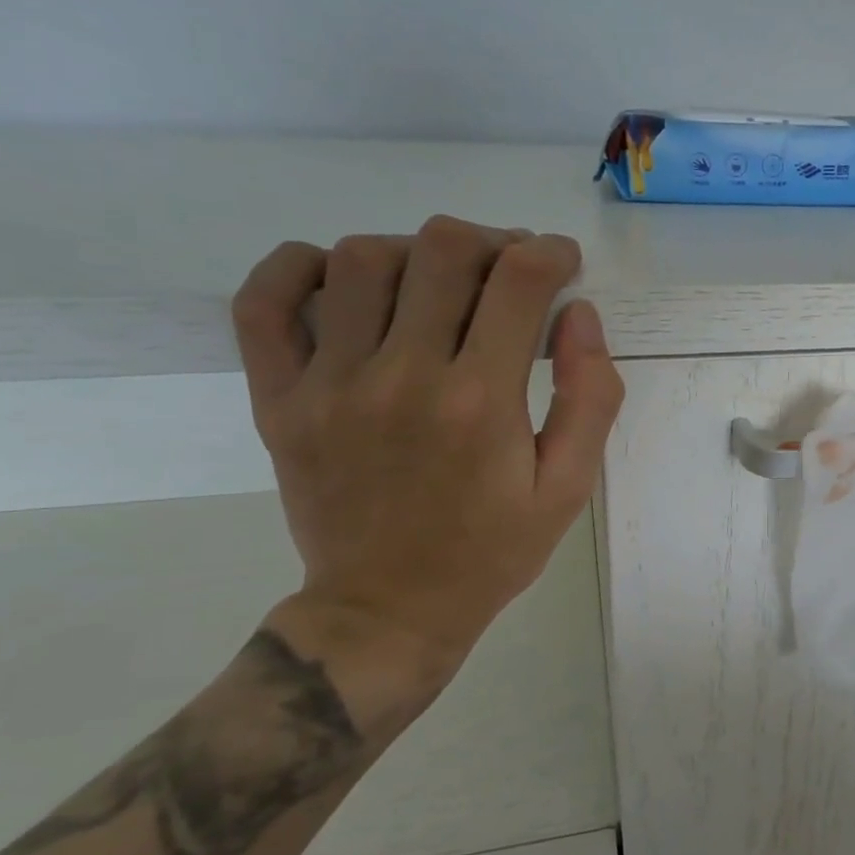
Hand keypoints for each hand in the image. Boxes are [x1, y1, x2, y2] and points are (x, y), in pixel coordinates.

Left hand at [230, 215, 623, 723]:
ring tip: (440, 282)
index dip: (551, 253)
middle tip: (509, 270)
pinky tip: (342, 279)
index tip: (562, 263)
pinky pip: (264, 302)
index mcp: (480, 402)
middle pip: (442, 250)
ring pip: (362, 258)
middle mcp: (402, 376)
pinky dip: (299, 268)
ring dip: (415, 252)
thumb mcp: (567, 488)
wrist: (386, 612)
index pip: (519, 281)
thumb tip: (579, 314)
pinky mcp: (278, 400)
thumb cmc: (491, 552)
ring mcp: (328, 385)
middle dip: (493, 242)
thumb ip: (589, 398)